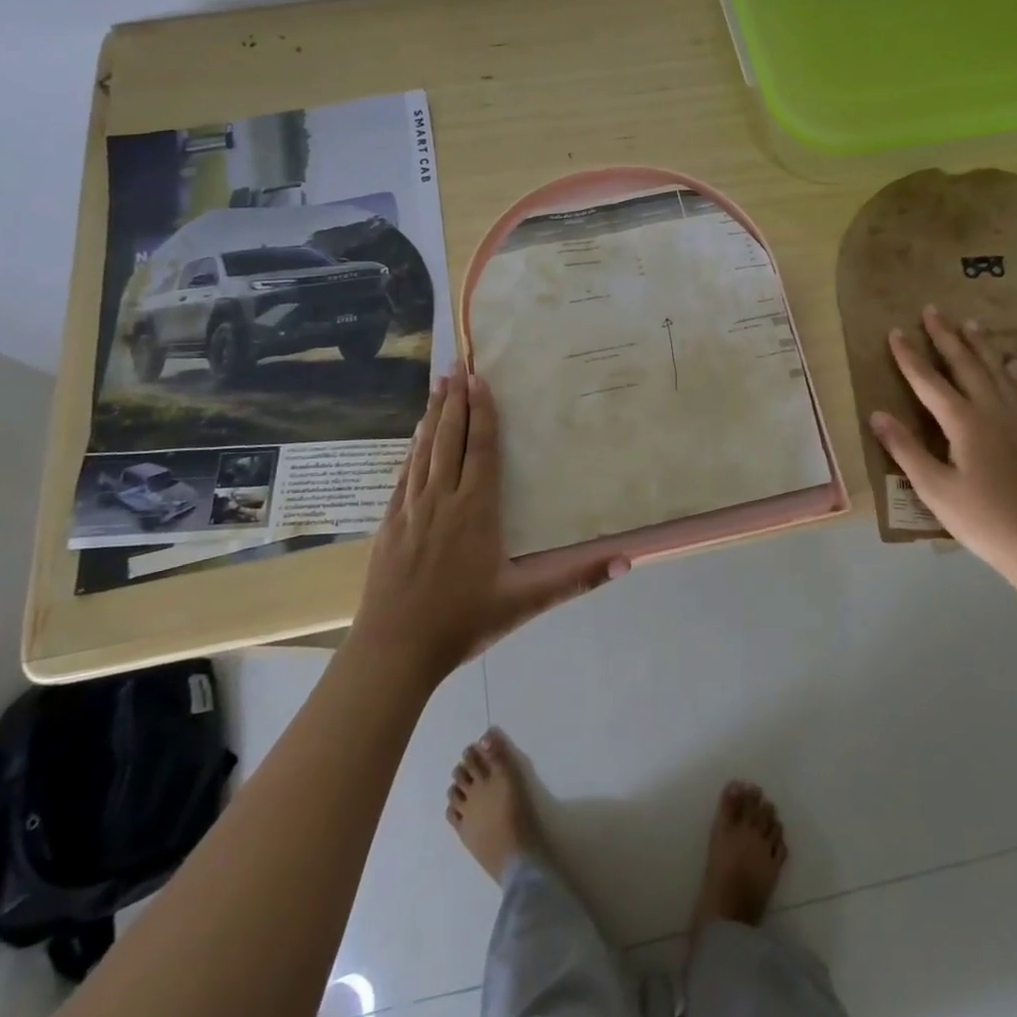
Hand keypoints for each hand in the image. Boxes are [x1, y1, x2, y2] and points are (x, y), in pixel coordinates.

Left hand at [354, 361, 630, 683]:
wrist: (394, 651)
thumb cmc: (463, 622)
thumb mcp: (525, 603)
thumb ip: (575, 579)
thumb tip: (626, 561)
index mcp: (475, 511)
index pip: (481, 450)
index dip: (482, 413)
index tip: (480, 380)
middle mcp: (442, 500)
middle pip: (449, 440)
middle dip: (455, 401)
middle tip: (456, 366)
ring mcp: (411, 510)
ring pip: (424, 451)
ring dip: (431, 416)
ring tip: (437, 386)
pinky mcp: (390, 524)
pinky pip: (403, 475)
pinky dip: (411, 449)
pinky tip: (413, 437)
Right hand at [869, 306, 1016, 574]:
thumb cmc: (982, 519)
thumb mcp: (934, 488)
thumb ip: (905, 449)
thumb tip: (877, 414)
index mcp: (964, 422)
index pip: (929, 381)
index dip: (910, 356)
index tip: (895, 331)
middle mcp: (992, 411)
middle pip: (966, 365)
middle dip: (946, 337)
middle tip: (933, 309)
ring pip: (998, 372)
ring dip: (981, 346)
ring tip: (971, 324)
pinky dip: (1015, 374)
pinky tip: (1014, 365)